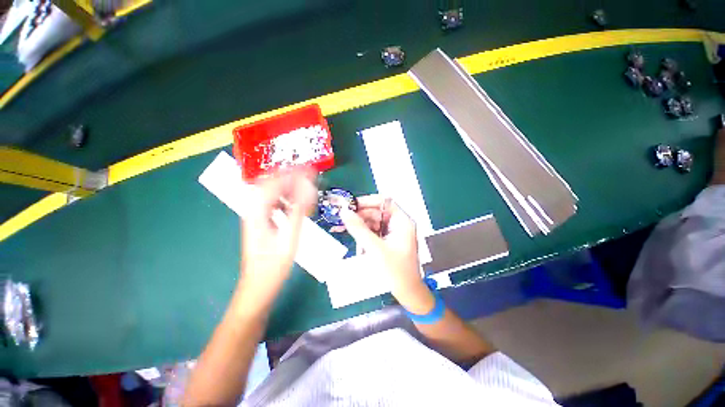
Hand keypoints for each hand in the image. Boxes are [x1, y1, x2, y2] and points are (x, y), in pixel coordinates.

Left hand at [238, 169, 316, 311]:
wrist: (257, 287)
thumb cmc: (273, 266)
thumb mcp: (289, 238)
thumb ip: (298, 211)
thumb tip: (308, 188)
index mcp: (257, 212)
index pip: (274, 182)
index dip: (293, 173)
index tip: (310, 170)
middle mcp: (253, 210)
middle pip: (272, 184)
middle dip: (292, 178)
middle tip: (312, 178)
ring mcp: (256, 215)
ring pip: (274, 193)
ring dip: (291, 188)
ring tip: (308, 190)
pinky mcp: (262, 221)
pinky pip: (275, 203)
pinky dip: (288, 199)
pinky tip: (299, 205)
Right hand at [340, 195, 434, 313]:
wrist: (408, 293)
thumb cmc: (396, 271)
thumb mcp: (375, 248)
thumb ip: (359, 229)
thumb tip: (344, 212)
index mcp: (402, 221)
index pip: (384, 202)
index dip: (367, 201)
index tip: (350, 205)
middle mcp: (399, 223)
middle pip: (378, 211)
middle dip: (361, 214)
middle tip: (344, 219)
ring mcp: (393, 232)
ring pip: (374, 221)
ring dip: (361, 224)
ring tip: (345, 227)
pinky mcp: (388, 241)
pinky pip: (374, 231)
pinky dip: (364, 233)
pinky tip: (355, 237)